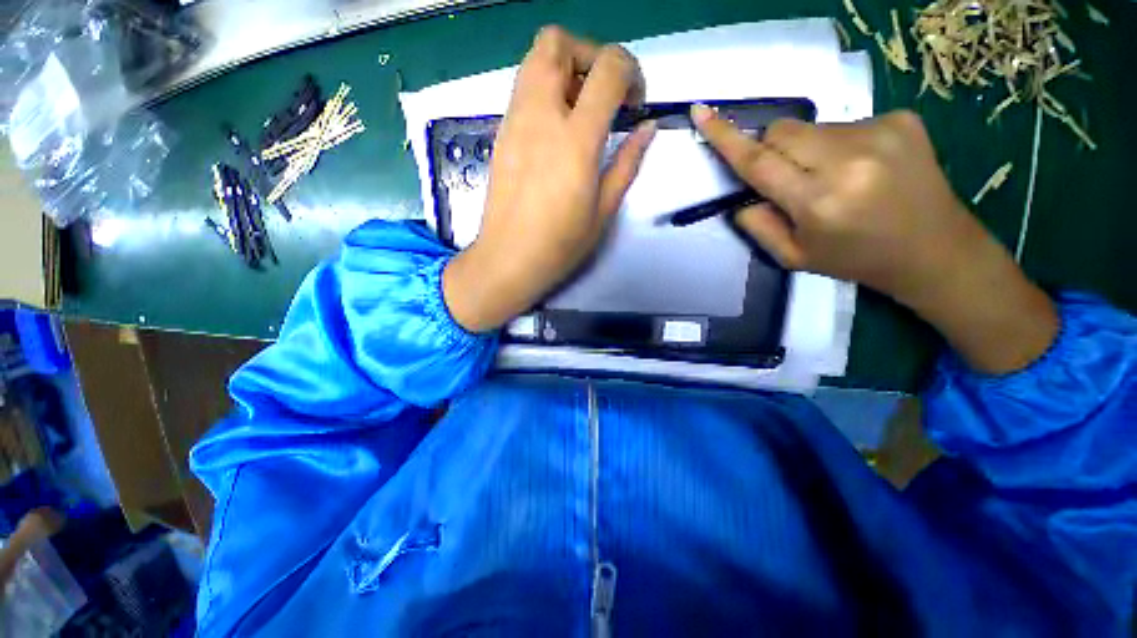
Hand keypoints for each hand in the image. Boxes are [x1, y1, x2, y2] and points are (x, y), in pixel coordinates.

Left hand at [444, 27, 656, 332]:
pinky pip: (523, 89)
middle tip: (604, 95)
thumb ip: (628, 163)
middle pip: (558, 42)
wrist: (508, 259)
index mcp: (575, 140)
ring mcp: (514, 121)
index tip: (635, 103)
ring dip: (565, 69)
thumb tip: (647, 128)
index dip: (631, 72)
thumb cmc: (560, 244)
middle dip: (590, 55)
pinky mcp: (501, 133)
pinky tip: (557, 130)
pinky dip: (546, 90)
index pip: (608, 68)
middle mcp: (540, 117)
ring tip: (581, 111)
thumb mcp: (604, 210)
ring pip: (534, 59)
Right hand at [692, 107, 976, 302]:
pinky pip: (842, 123)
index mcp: (819, 201)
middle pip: (781, 132)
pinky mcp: (901, 118)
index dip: (726, 137)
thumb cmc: (854, 259)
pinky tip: (861, 167)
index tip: (701, 112)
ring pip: (811, 127)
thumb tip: (743, 197)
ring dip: (805, 150)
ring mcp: (881, 132)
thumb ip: (758, 226)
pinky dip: (836, 144)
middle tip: (789, 179)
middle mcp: (850, 159)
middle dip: (771, 151)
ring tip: (833, 178)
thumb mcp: (793, 257)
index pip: (759, 161)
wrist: (933, 248)